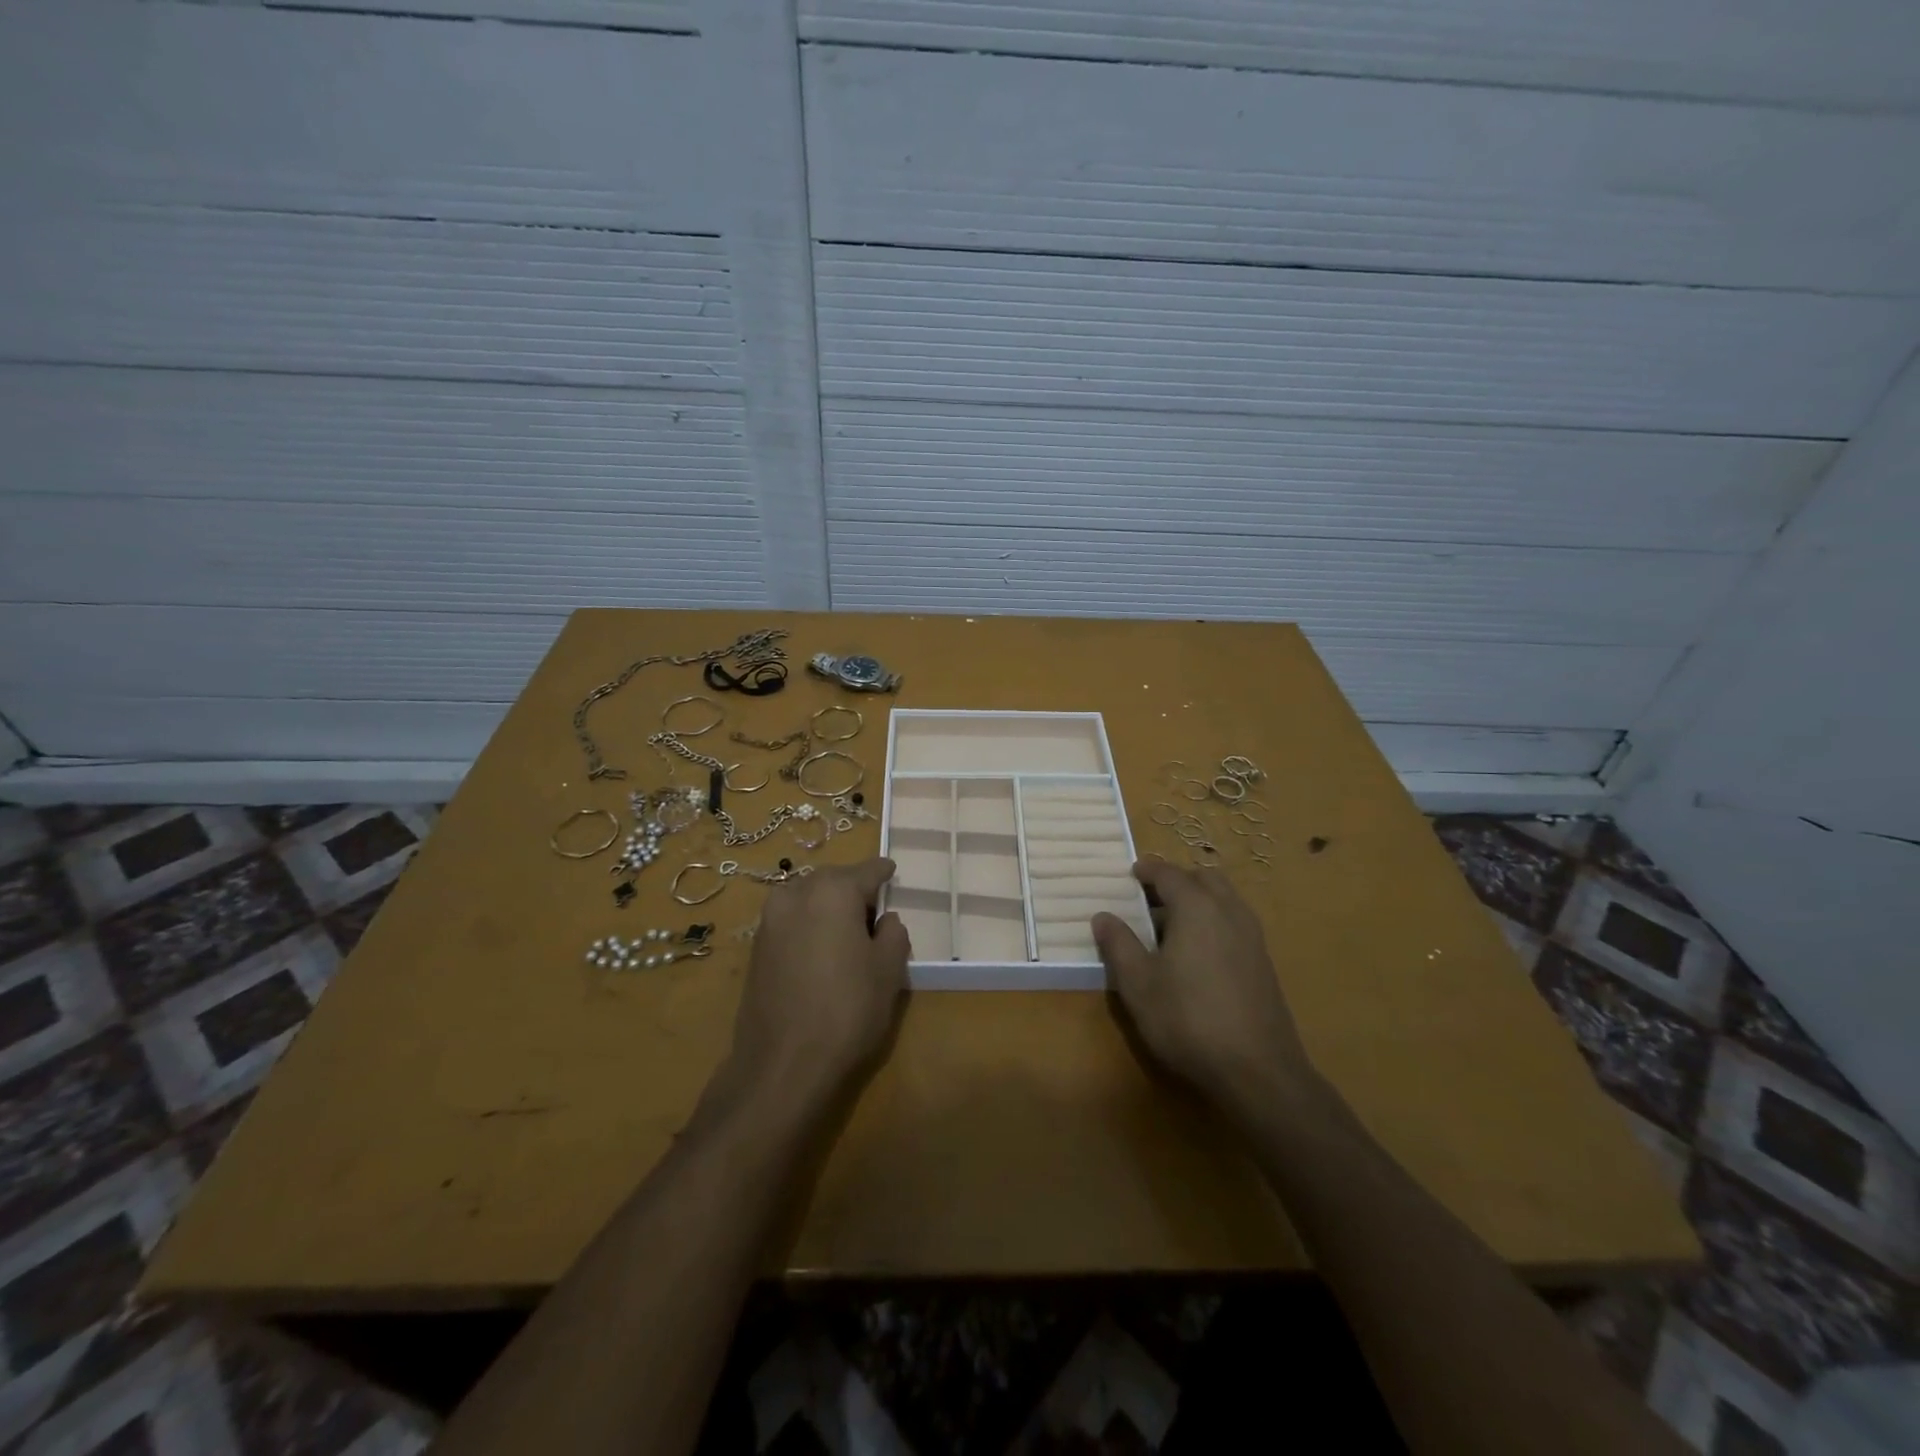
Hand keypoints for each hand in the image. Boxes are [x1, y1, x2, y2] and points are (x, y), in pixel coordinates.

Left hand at [725, 858, 910, 1109]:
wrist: (782, 1064)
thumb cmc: (847, 1010)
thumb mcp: (888, 971)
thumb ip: (893, 934)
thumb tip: (885, 921)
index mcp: (833, 891)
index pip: (867, 870)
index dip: (884, 872)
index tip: (893, 871)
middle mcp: (796, 894)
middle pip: (833, 880)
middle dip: (854, 888)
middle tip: (875, 908)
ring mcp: (770, 920)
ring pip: (808, 898)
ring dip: (828, 906)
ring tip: (848, 931)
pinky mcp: (756, 948)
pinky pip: (791, 921)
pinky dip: (809, 924)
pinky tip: (822, 949)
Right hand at [1092, 861, 1314, 1116]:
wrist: (1257, 1070)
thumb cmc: (1188, 1019)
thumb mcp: (1138, 983)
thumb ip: (1118, 944)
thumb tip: (1103, 916)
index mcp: (1196, 907)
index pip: (1168, 873)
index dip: (1147, 870)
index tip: (1130, 873)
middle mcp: (1229, 911)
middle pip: (1203, 878)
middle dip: (1177, 881)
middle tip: (1151, 898)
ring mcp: (1252, 936)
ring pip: (1224, 899)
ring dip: (1199, 900)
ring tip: (1171, 927)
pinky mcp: (1263, 962)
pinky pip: (1235, 923)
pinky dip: (1214, 921)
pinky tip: (1197, 956)